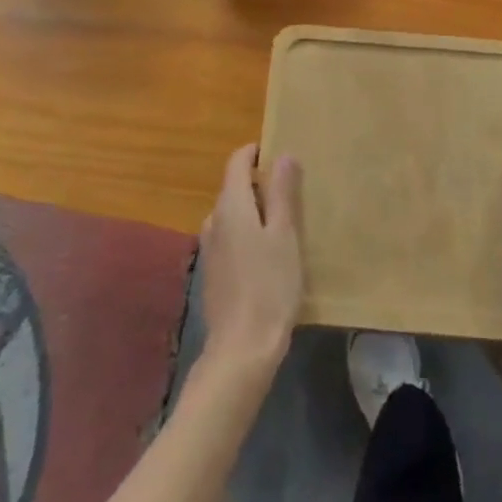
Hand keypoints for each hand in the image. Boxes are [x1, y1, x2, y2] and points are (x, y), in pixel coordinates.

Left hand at [200, 144, 302, 375]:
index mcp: (231, 205)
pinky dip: (247, 234)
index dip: (256, 152)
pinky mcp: (212, 272)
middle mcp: (213, 219)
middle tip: (291, 194)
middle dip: (260, 184)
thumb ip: (282, 192)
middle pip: (234, 187)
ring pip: (233, 214)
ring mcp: (209, 247)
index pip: (237, 161)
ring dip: (254, 212)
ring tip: (284, 226)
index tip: (279, 156)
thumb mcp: (284, 234)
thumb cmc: (269, 285)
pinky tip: (267, 256)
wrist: (241, 349)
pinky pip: (230, 237)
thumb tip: (283, 154)